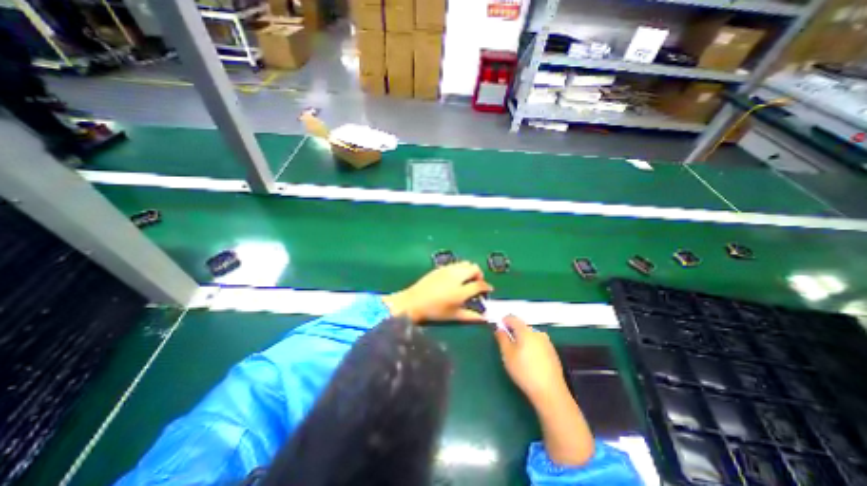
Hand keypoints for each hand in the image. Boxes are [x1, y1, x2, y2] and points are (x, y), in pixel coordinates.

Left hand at [380, 263, 489, 321]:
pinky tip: (456, 278)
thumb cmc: (435, 311)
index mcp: (460, 291)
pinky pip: (456, 264)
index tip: (488, 290)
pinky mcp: (441, 267)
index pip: (479, 285)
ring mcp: (448, 270)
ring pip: (466, 263)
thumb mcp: (454, 315)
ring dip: (470, 270)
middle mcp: (456, 277)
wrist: (414, 301)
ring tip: (467, 280)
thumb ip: (471, 316)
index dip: (487, 287)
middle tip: (477, 284)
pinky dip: (461, 268)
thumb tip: (485, 318)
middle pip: (474, 268)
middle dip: (479, 275)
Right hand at [494, 315, 570, 406]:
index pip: (512, 318)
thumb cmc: (524, 371)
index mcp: (525, 331)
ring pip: (530, 335)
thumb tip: (499, 328)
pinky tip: (529, 361)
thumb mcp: (507, 354)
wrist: (550, 392)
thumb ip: (502, 338)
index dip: (504, 321)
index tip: (499, 330)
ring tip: (517, 354)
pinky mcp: (552, 352)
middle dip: (513, 332)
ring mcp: (547, 342)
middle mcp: (537, 333)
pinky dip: (531, 346)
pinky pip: (537, 343)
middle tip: (506, 345)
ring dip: (522, 339)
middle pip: (522, 326)